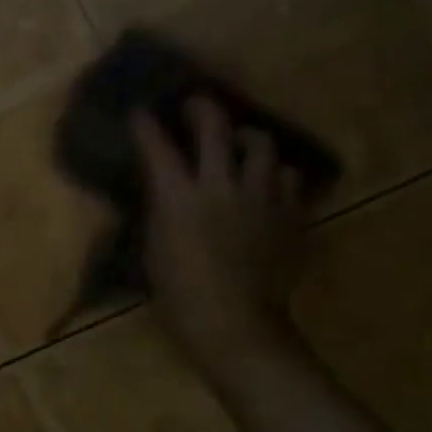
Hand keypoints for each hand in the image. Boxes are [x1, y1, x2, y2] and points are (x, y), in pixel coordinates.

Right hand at [132, 98, 307, 370]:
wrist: (235, 326)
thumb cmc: (180, 296)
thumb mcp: (154, 250)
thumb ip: (161, 212)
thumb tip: (166, 190)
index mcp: (178, 198)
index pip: (156, 146)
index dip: (145, 124)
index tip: (140, 111)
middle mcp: (221, 186)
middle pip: (214, 127)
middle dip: (200, 108)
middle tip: (195, 106)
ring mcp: (261, 198)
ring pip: (261, 144)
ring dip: (247, 139)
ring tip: (241, 145)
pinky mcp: (291, 214)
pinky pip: (290, 179)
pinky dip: (277, 176)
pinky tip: (269, 186)